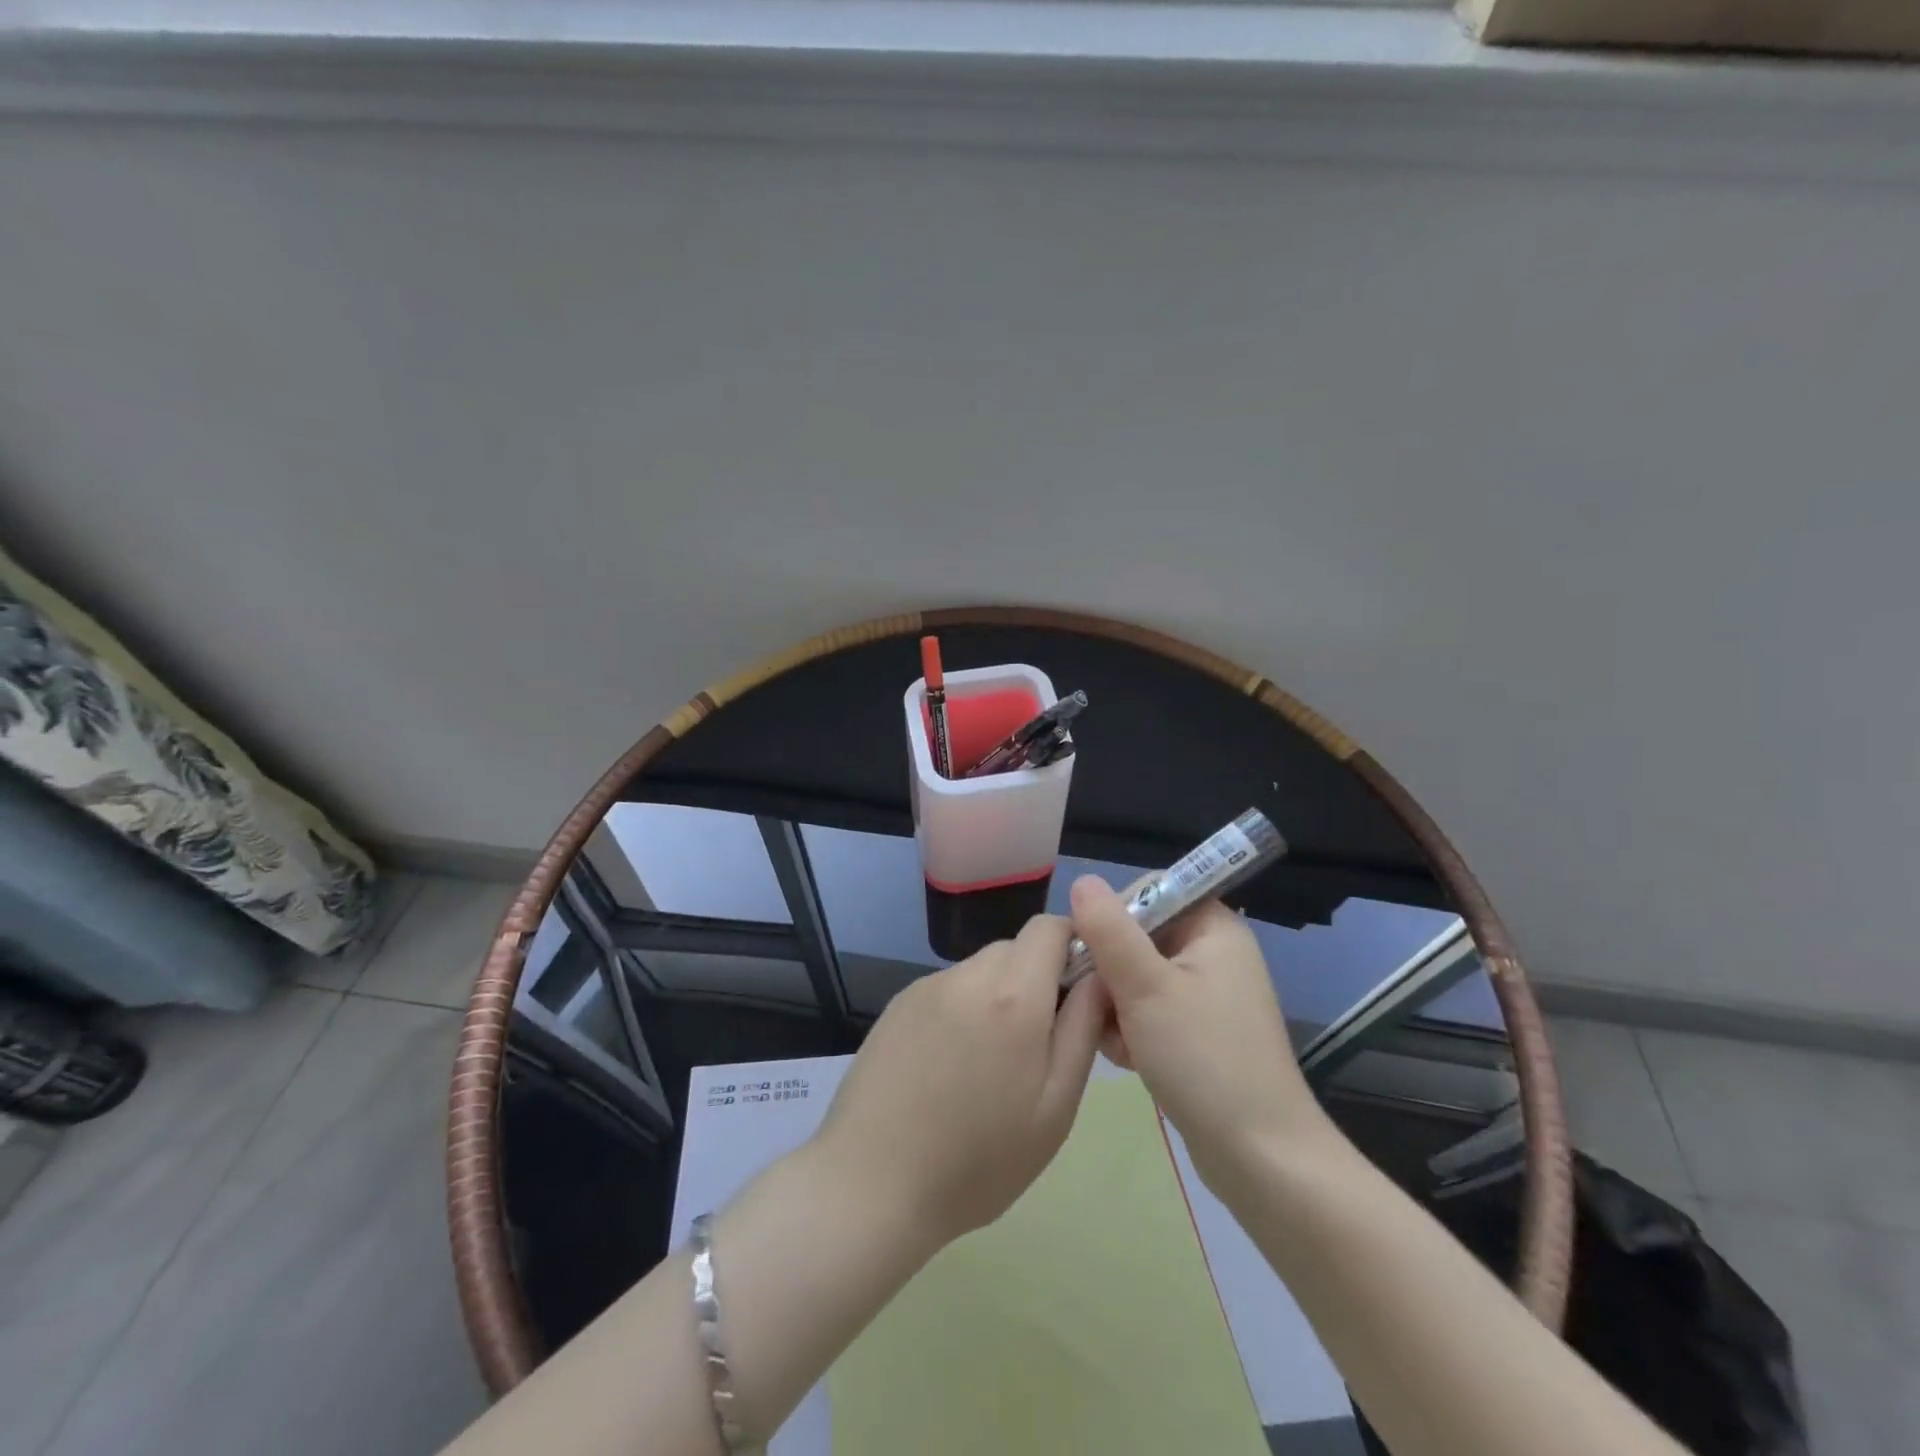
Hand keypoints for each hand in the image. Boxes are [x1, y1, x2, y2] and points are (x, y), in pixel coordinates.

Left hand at [810, 914, 1108, 1248]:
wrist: (870, 1184)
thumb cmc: (978, 1160)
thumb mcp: (1054, 1107)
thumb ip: (1082, 1030)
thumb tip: (1100, 977)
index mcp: (1012, 995)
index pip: (1051, 927)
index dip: (1074, 947)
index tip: (1080, 993)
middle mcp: (967, 975)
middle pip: (1016, 948)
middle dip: (1037, 979)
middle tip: (1037, 1044)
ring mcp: (926, 986)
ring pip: (981, 969)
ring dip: (999, 996)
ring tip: (989, 1064)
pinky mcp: (898, 1004)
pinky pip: (949, 989)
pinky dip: (963, 1009)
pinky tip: (949, 1065)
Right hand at [1068, 875, 1336, 1185]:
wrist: (1261, 1159)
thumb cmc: (1204, 1059)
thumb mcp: (1146, 987)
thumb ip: (1109, 930)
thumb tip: (1081, 881)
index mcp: (1213, 928)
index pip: (1151, 892)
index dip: (1112, 914)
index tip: (1088, 950)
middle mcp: (1214, 953)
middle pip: (1139, 937)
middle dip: (1110, 971)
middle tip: (1099, 1005)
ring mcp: (1209, 996)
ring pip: (1138, 977)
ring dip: (1116, 1005)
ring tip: (1115, 1041)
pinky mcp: (1201, 1033)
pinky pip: (1151, 1011)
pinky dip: (1133, 1029)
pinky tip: (1126, 1059)